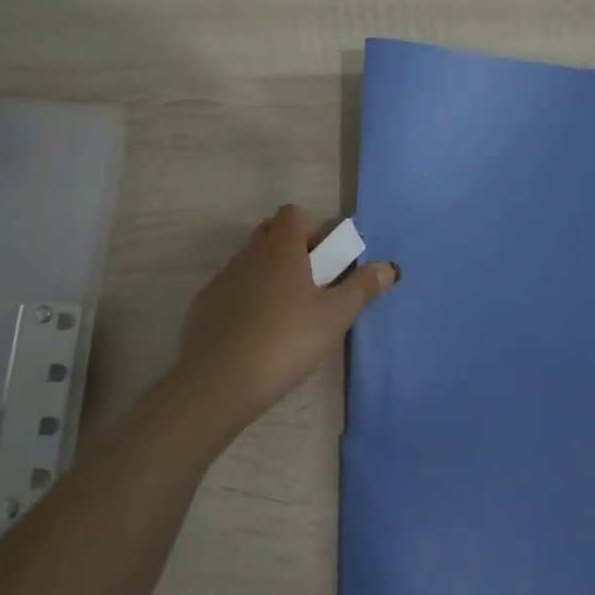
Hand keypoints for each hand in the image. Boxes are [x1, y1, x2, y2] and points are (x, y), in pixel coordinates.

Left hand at [172, 205, 396, 437]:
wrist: (220, 380)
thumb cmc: (287, 340)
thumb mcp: (335, 317)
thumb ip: (362, 288)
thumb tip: (389, 267)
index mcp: (281, 248)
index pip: (293, 214)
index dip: (313, 229)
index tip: (327, 261)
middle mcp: (249, 254)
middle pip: (270, 233)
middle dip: (292, 250)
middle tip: (312, 286)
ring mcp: (222, 279)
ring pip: (250, 261)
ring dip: (269, 275)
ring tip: (287, 315)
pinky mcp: (204, 305)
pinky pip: (231, 289)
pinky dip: (246, 300)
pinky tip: (256, 333)